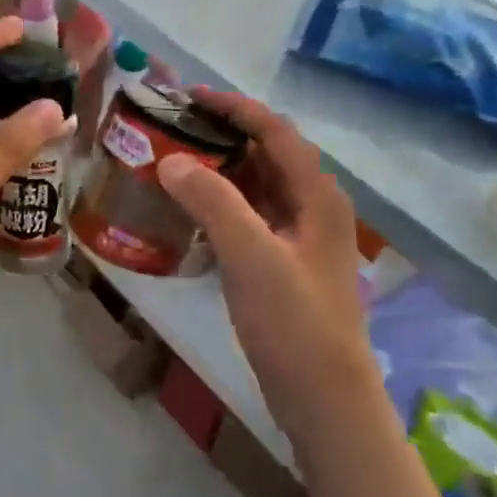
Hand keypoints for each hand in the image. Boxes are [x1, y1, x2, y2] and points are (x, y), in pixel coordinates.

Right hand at [155, 89, 377, 435]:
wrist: (325, 400)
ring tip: (174, 164)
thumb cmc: (294, 322)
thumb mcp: (251, 256)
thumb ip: (212, 202)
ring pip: (259, 188)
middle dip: (222, 136)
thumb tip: (171, 160)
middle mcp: (314, 208)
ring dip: (221, 172)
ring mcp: (302, 239)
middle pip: (268, 155)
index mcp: (317, 195)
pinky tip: (192, 213)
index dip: (234, 107)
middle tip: (172, 129)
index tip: (188, 96)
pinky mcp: (287, 266)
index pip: (275, 130)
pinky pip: (253, 219)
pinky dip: (223, 207)